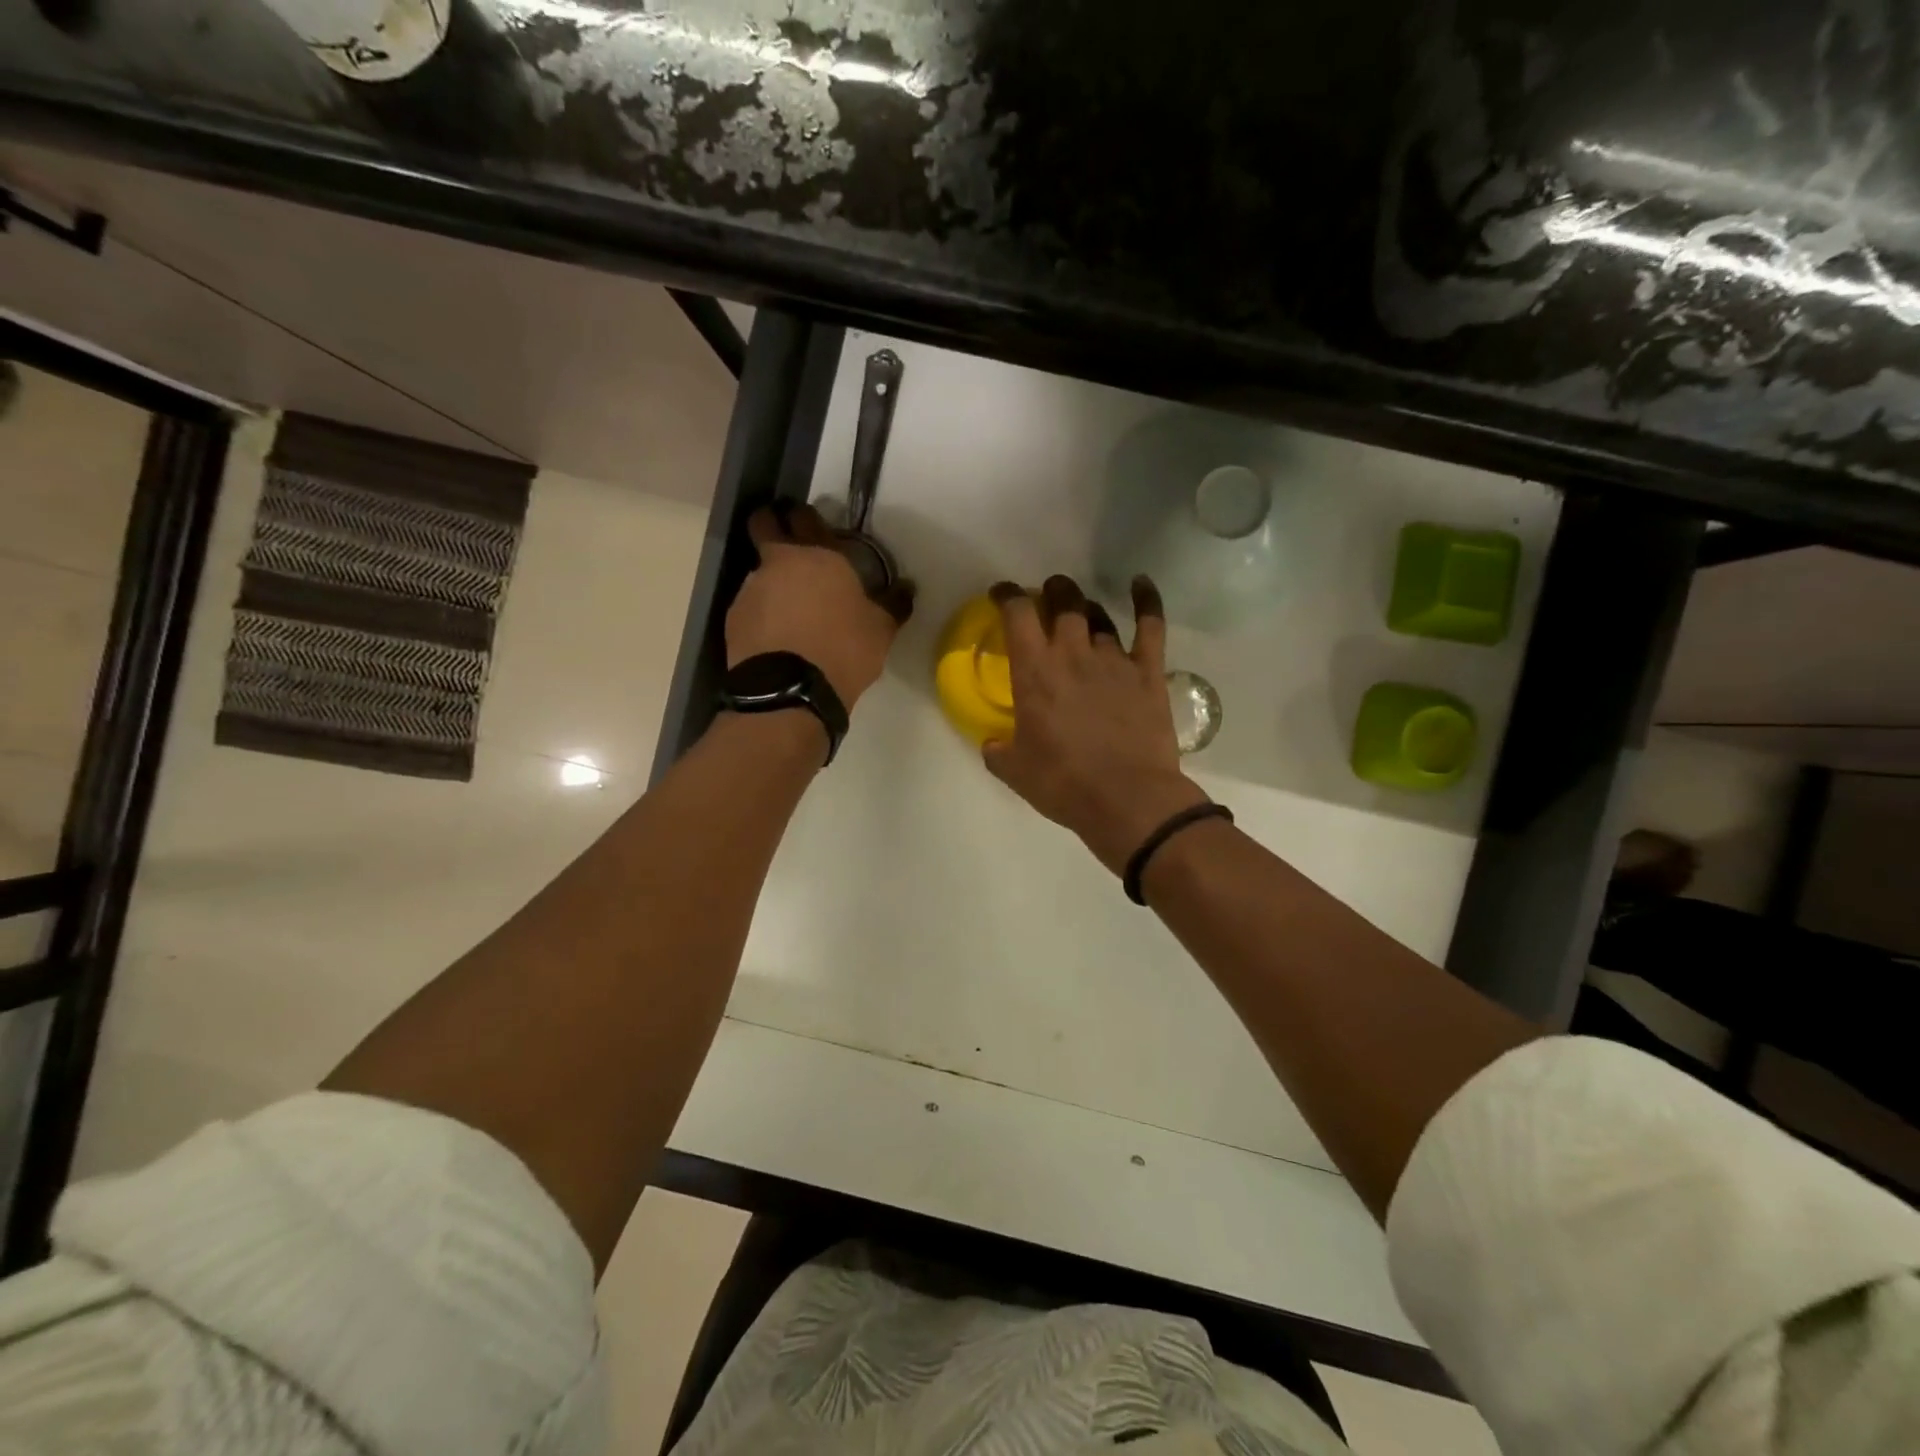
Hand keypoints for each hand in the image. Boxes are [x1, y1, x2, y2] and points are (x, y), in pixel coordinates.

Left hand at [727, 503, 914, 709]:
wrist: (790, 691)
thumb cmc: (844, 650)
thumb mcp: (881, 630)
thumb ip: (893, 603)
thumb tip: (908, 587)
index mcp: (820, 555)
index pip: (805, 516)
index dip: (804, 516)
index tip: (809, 523)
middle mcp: (780, 562)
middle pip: (764, 526)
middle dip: (771, 525)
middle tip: (786, 543)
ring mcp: (751, 588)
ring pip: (758, 570)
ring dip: (771, 580)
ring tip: (788, 607)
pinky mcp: (734, 618)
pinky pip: (750, 605)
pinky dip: (762, 612)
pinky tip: (776, 634)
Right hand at [983, 575, 1210, 874]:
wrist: (1127, 798)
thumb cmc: (1064, 784)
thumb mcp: (1015, 772)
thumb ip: (999, 752)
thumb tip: (992, 744)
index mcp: (1034, 672)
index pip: (1017, 614)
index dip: (1007, 596)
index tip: (1002, 594)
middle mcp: (1073, 653)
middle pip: (1062, 602)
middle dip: (1052, 591)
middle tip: (1047, 595)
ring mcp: (1114, 659)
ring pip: (1098, 614)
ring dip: (1086, 606)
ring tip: (1081, 609)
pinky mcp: (1148, 671)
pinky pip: (1150, 625)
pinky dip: (1147, 601)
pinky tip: (1141, 584)